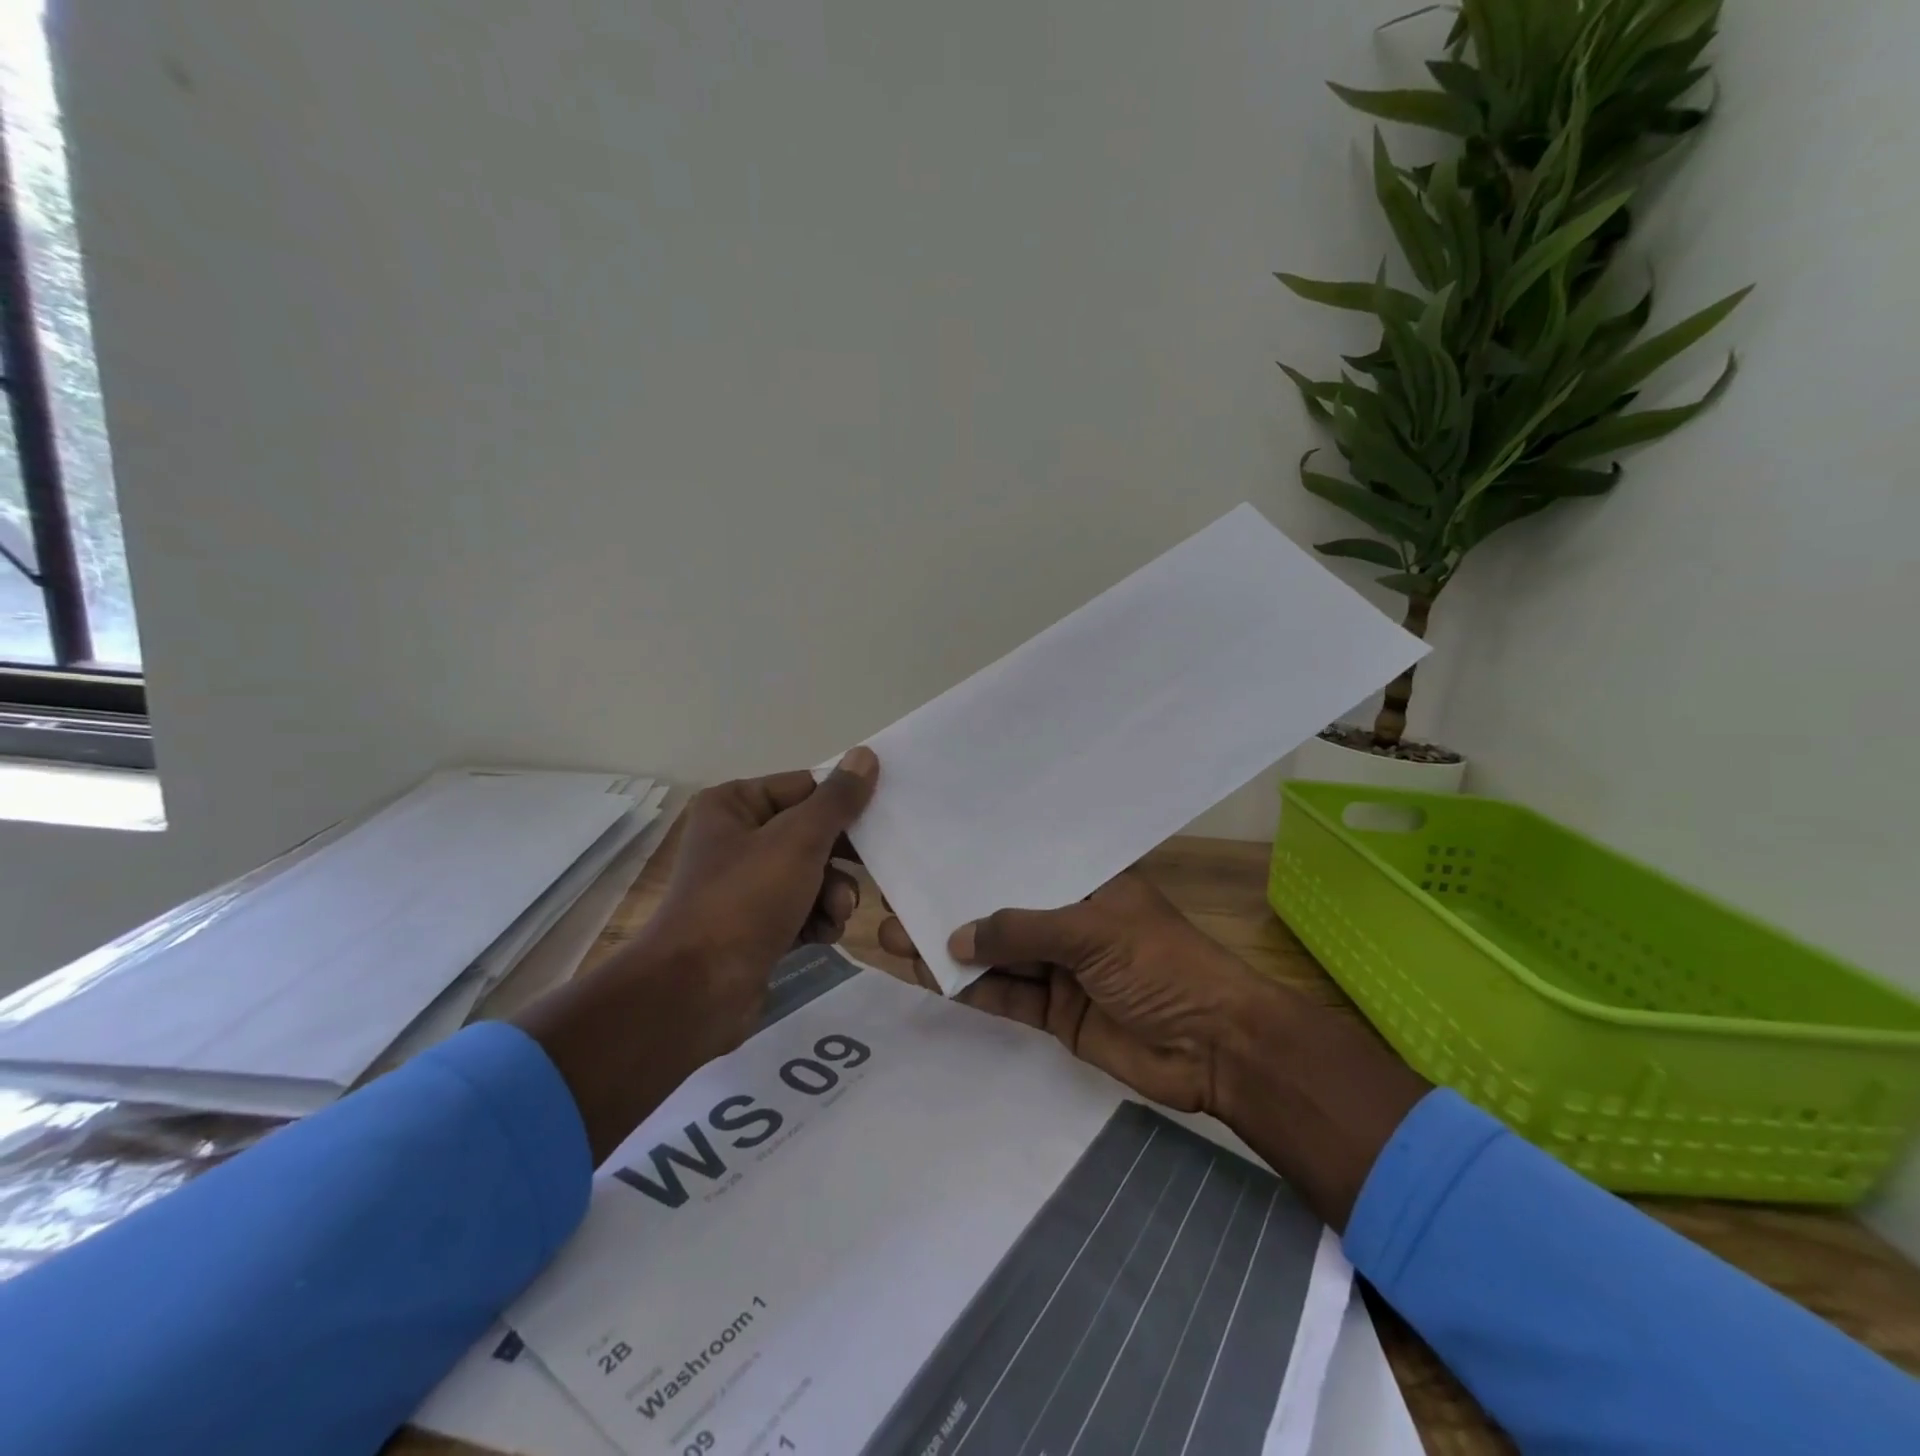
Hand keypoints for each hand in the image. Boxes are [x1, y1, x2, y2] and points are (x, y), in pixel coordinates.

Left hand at [516, 749, 876, 1160]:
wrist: (696, 992)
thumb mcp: (799, 841)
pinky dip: (817, 919)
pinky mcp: (754, 924)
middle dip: (839, 859)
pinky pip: (801, 908)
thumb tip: (866, 755)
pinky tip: (821, 935)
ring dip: (833, 893)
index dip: (842, 806)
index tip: (881, 822)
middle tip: (867, 872)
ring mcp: (745, 884)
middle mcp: (736, 837)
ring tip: (835, 914)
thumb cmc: (745, 901)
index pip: (805, 787)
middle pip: (811, 832)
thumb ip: (837, 800)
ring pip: (812, 873)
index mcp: (734, 804)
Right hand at [880, 868, 1429, 1229]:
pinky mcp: (1056, 1013)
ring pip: (996, 954)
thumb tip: (953, 937)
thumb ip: (1022, 930)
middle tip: (896, 895)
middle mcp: (1069, 918)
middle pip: (1002, 908)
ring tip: (893, 935)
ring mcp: (1061, 968)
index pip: (1024, 859)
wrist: (1215, 1049)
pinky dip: (970, 988)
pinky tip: (928, 976)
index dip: (980, 855)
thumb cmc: (1162, 965)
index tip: (932, 845)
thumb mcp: (1092, 931)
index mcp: (1088, 882)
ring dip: (949, 948)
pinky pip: (1005, 995)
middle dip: (953, 904)